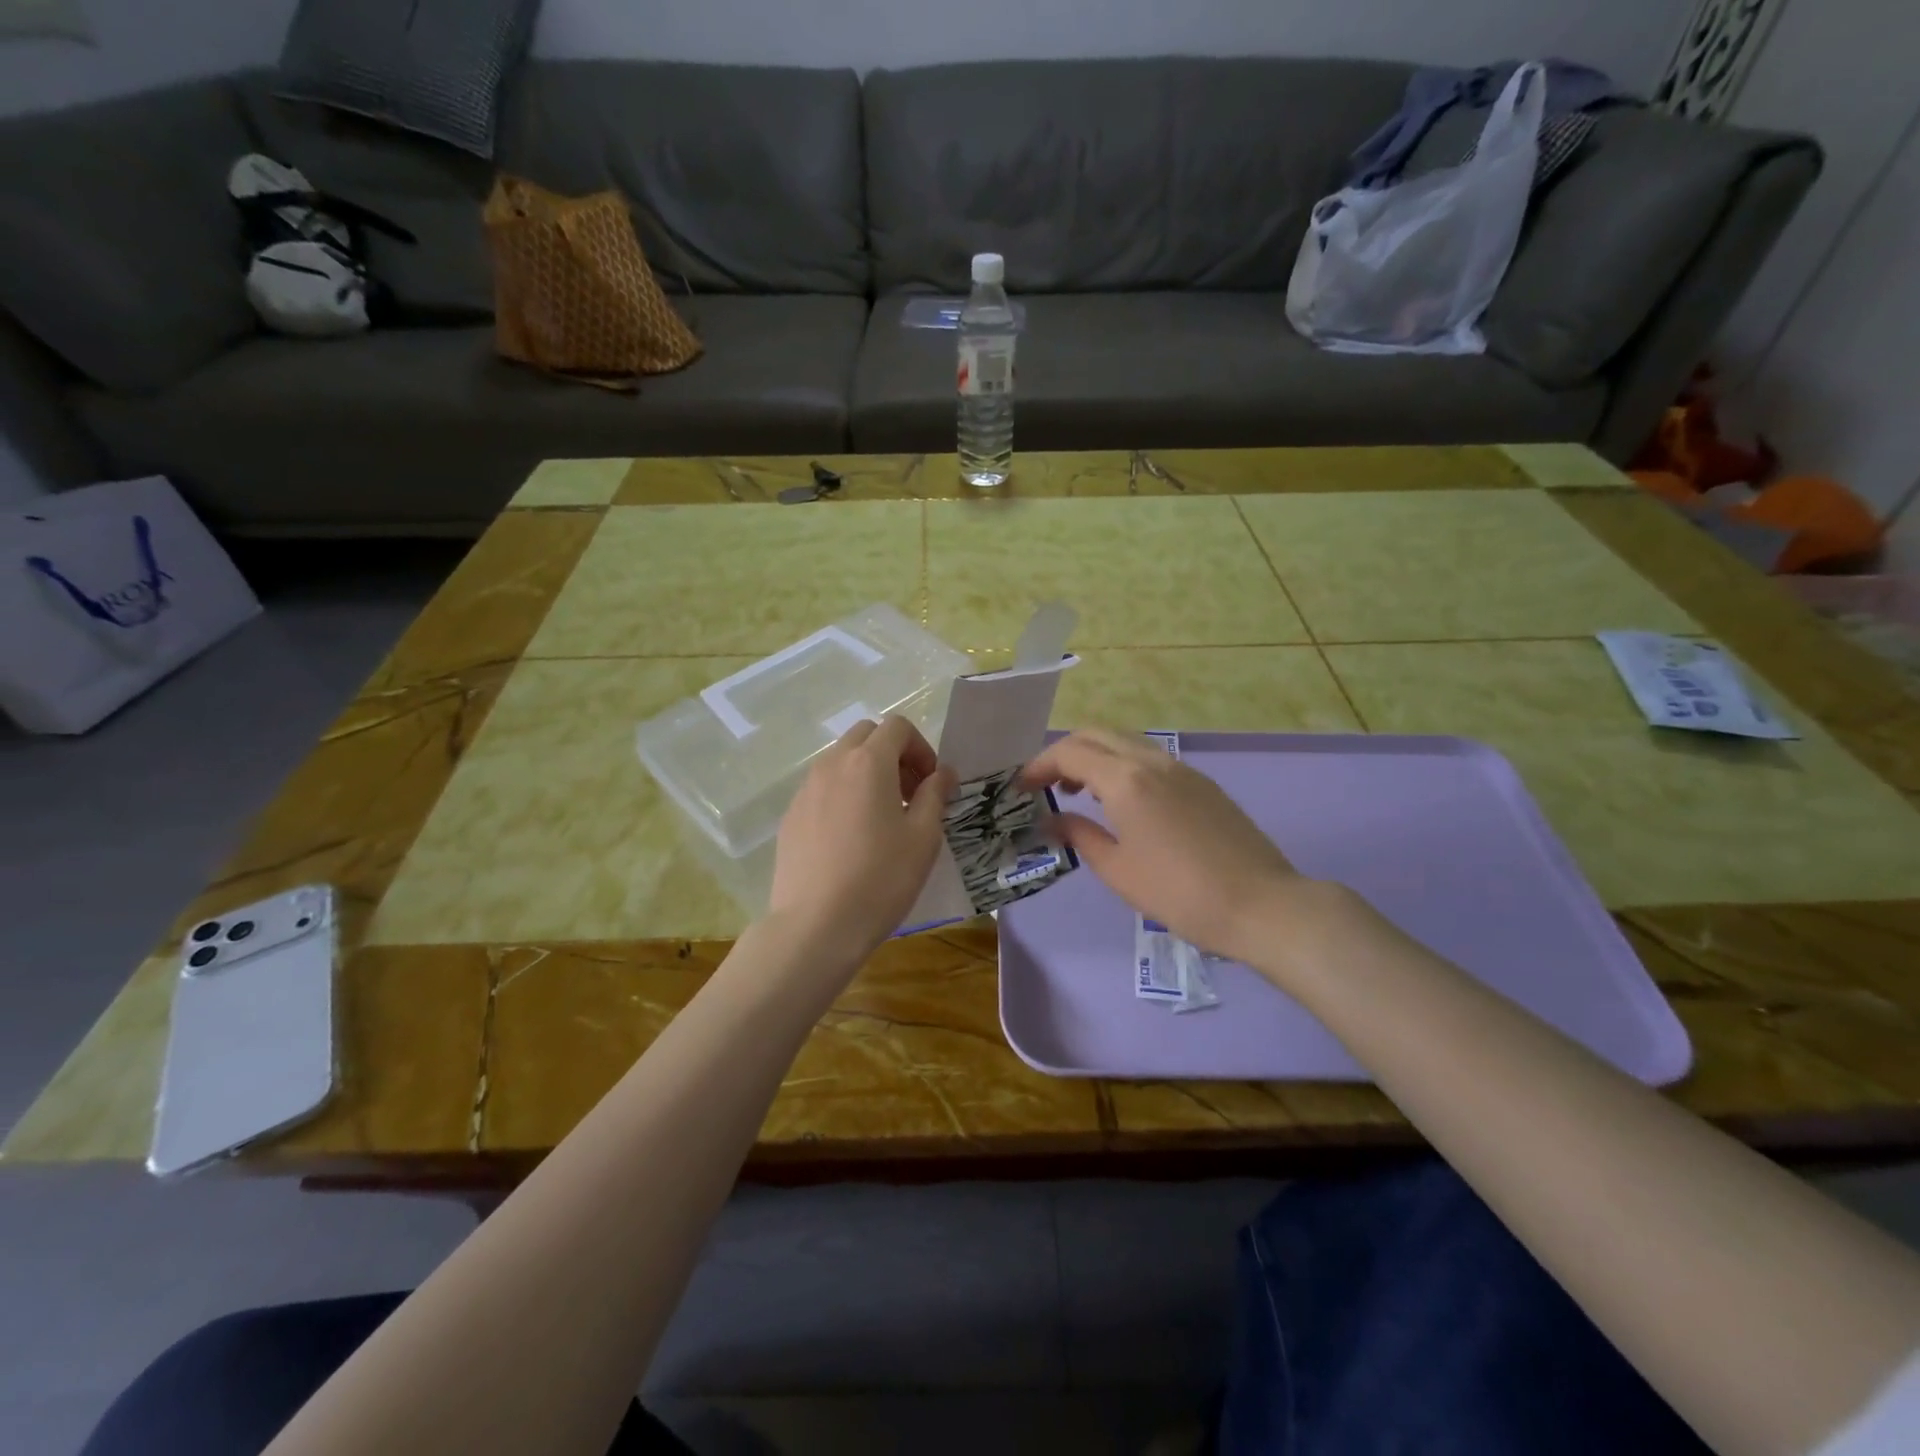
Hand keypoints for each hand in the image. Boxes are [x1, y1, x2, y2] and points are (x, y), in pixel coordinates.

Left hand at [768, 716, 955, 968]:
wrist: (816, 925)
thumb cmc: (881, 879)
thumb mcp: (923, 837)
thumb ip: (935, 795)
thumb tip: (943, 773)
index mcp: (868, 763)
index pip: (897, 727)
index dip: (921, 748)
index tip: (931, 784)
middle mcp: (832, 765)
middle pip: (866, 736)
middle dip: (893, 754)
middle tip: (909, 795)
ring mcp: (806, 789)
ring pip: (841, 761)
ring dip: (867, 774)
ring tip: (882, 818)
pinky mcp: (791, 816)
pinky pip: (822, 789)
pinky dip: (843, 795)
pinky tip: (851, 839)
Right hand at [1019, 727, 1316, 969]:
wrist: (1261, 904)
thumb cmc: (1180, 894)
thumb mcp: (1118, 870)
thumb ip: (1078, 835)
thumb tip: (1050, 820)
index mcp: (1125, 780)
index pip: (1069, 752)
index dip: (1038, 765)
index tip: (1020, 788)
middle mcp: (1151, 761)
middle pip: (1095, 735)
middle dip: (1063, 753)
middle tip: (1045, 785)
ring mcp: (1180, 768)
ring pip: (1124, 742)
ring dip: (1094, 756)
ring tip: (1078, 792)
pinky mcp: (1200, 782)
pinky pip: (1148, 757)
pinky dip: (1121, 765)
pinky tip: (1120, 801)